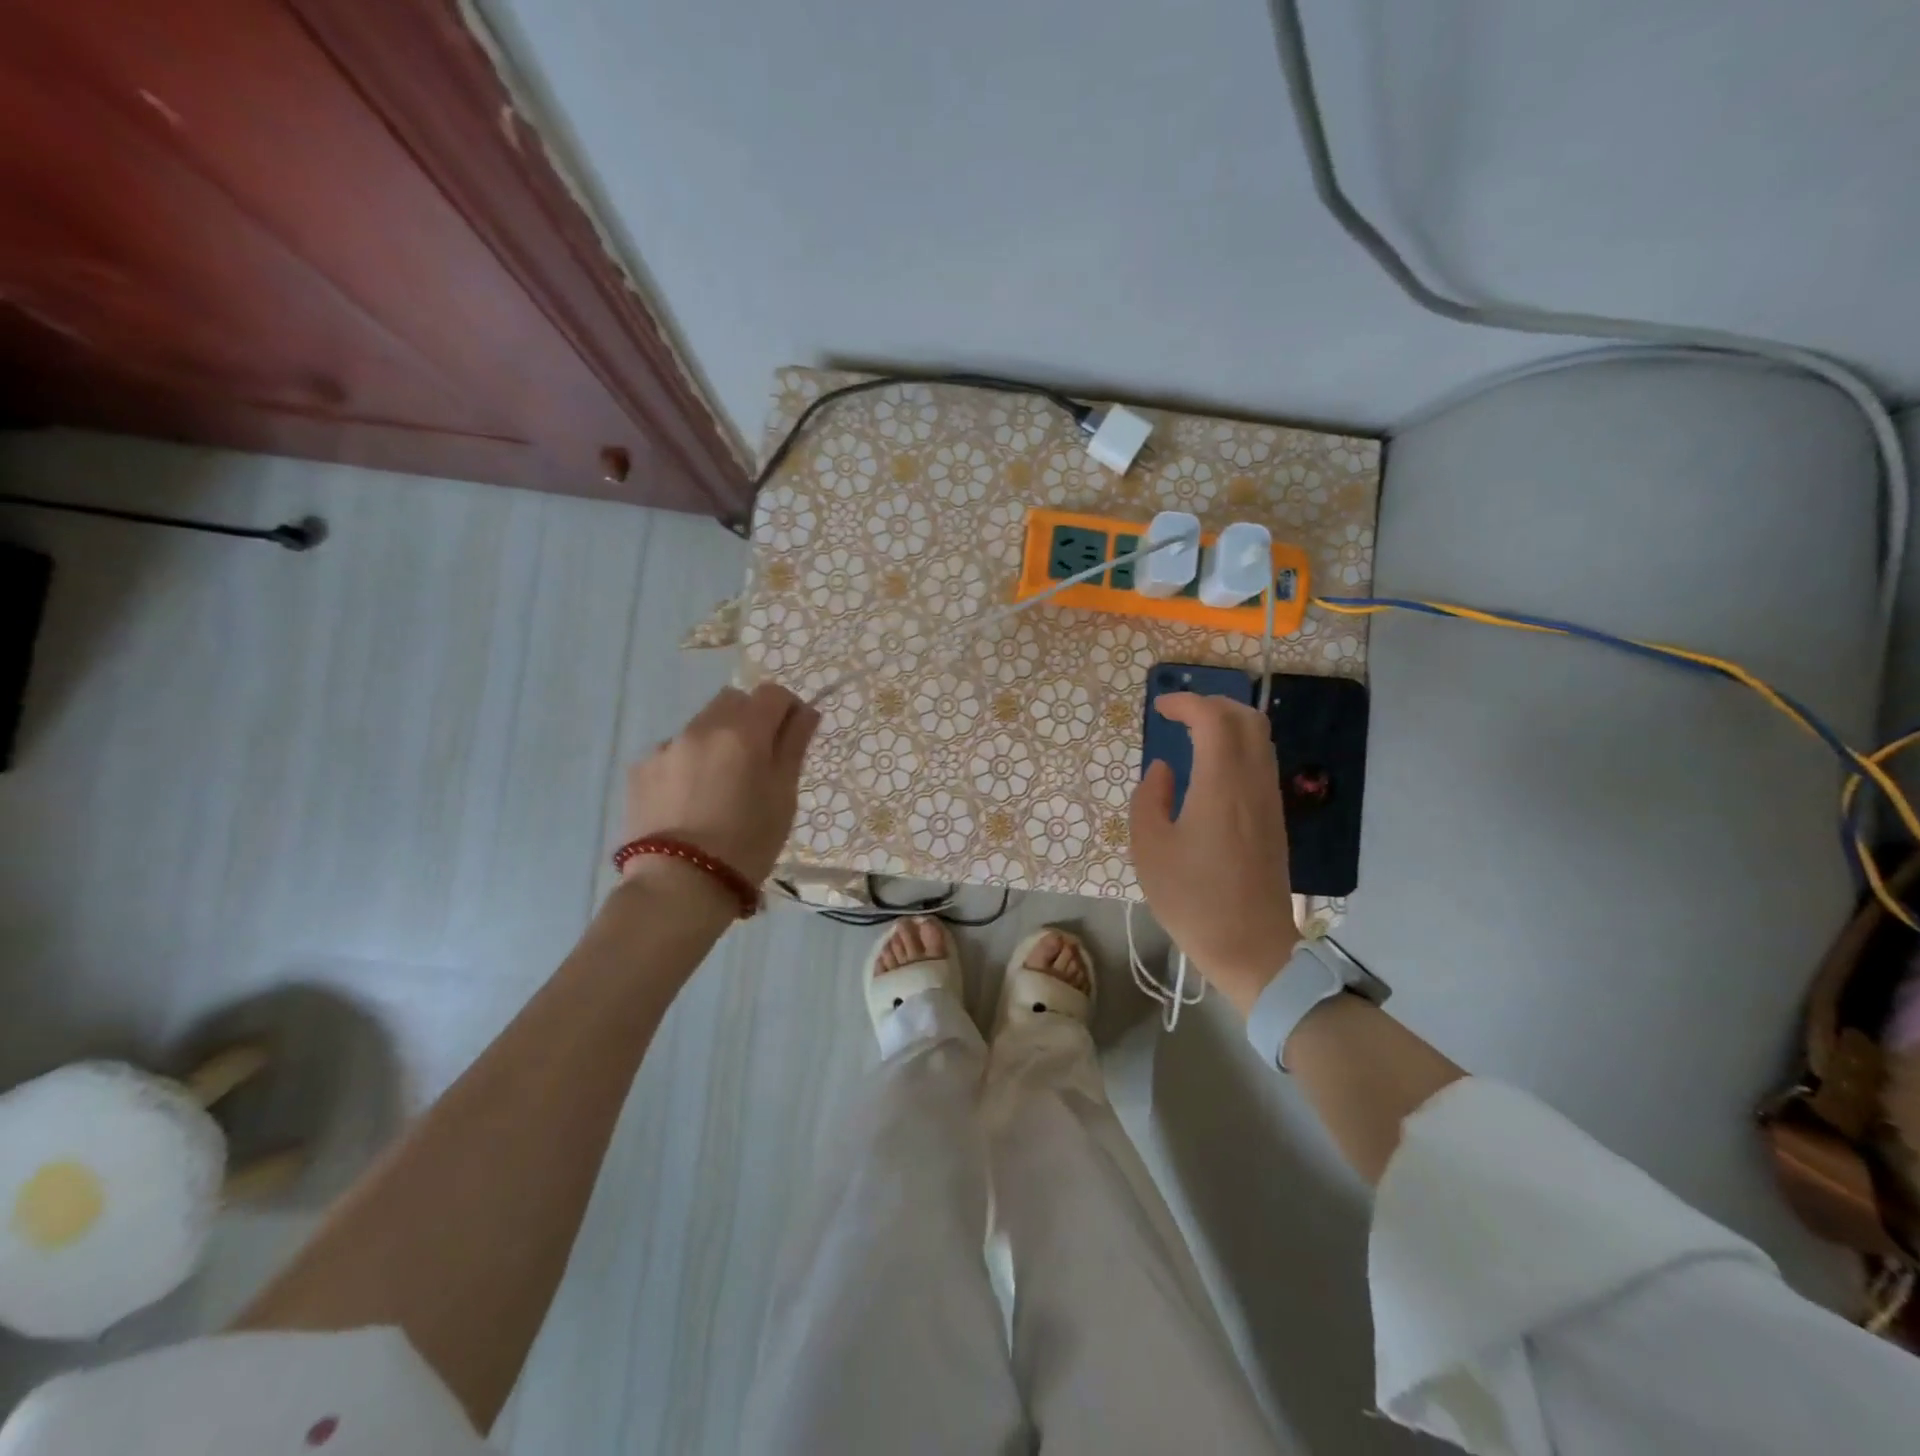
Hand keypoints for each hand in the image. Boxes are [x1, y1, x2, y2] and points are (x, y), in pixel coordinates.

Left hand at [622, 683, 819, 888]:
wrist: (679, 886)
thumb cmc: (747, 843)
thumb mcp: (783, 796)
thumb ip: (794, 746)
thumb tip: (805, 713)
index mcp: (743, 732)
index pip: (772, 693)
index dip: (787, 709)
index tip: (792, 736)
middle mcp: (701, 728)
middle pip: (733, 701)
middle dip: (750, 719)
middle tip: (758, 761)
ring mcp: (666, 746)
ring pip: (701, 725)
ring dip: (717, 741)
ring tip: (720, 787)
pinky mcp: (640, 769)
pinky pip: (674, 751)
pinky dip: (688, 764)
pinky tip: (690, 801)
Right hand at [1129, 692, 1298, 1015]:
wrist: (1252, 948)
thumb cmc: (1193, 899)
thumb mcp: (1150, 849)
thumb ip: (1150, 799)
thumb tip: (1163, 769)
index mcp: (1221, 785)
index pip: (1213, 719)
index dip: (1186, 703)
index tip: (1159, 709)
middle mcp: (1253, 783)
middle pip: (1247, 719)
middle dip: (1213, 704)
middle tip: (1180, 713)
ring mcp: (1269, 801)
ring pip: (1260, 739)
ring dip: (1229, 724)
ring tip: (1194, 734)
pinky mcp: (1275, 819)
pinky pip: (1262, 763)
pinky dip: (1239, 747)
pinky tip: (1213, 768)